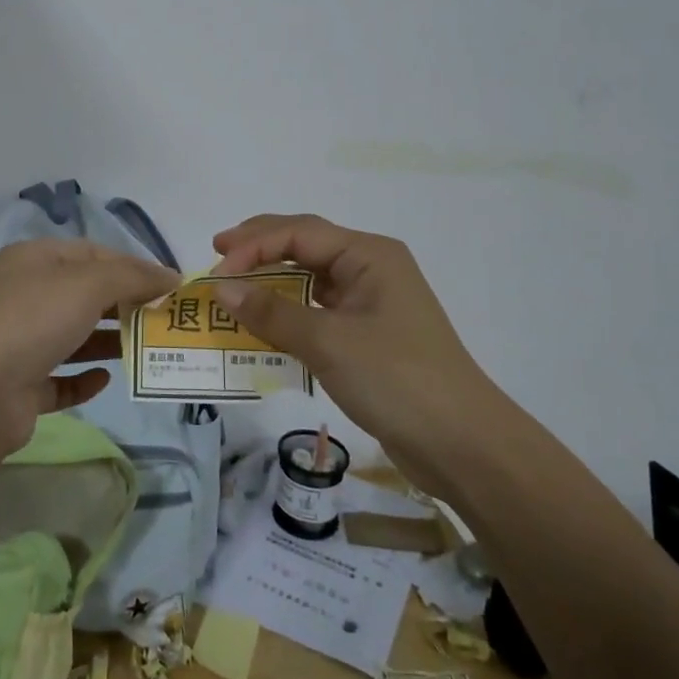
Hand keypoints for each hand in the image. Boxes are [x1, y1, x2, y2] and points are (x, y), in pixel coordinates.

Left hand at [0, 240, 179, 456]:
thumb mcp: (88, 284)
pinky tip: (105, 379)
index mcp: (33, 260)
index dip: (132, 265)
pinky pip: (58, 378)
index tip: (169, 285)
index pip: (92, 253)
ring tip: (146, 348)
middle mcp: (23, 295)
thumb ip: (132, 276)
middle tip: (163, 318)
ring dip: (108, 340)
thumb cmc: (33, 320)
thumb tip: (170, 275)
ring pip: (73, 336)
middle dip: (124, 303)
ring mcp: (17, 342)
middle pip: (83, 294)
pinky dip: (83, 378)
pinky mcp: (18, 386)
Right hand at [210, 214, 489, 471]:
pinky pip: (317, 310)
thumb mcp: (328, 342)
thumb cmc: (396, 379)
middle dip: (260, 247)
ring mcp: (371, 302)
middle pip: (305, 244)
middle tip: (217, 254)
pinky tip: (263, 323)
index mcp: (369, 254)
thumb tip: (221, 289)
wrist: (462, 444)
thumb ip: (272, 313)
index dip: (253, 246)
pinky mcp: (368, 334)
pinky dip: (287, 312)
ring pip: (310, 278)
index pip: (299, 233)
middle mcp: (370, 268)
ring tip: (233, 285)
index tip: (216, 271)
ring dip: (271, 281)